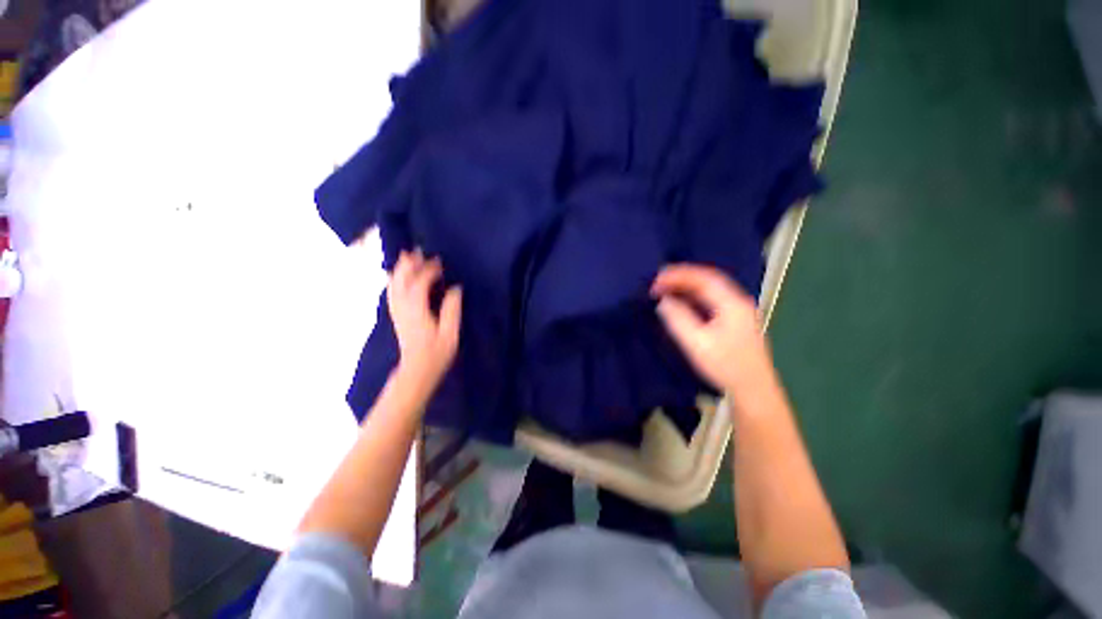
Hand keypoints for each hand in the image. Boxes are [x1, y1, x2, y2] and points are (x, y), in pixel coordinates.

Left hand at [387, 250, 461, 391]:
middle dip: (409, 264)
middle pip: (401, 280)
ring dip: (400, 270)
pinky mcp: (396, 315)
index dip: (428, 270)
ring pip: (393, 285)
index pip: (419, 283)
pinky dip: (395, 280)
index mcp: (417, 310)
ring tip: (408, 257)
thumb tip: (456, 288)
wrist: (416, 371)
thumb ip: (452, 309)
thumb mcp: (450, 334)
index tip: (440, 262)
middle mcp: (403, 307)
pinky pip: (392, 292)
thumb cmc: (436, 353)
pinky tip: (399, 276)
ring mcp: (397, 311)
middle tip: (419, 251)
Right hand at [652, 264, 772, 394]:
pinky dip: (692, 296)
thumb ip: (678, 318)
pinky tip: (681, 301)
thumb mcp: (697, 343)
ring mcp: (737, 310)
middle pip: (707, 279)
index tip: (656, 281)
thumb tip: (664, 301)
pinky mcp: (734, 320)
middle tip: (657, 282)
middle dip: (680, 277)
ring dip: (686, 285)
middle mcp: (737, 301)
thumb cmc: (725, 366)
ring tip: (665, 288)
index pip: (702, 278)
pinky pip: (710, 299)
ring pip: (709, 288)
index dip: (677, 275)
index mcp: (732, 303)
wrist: (753, 390)